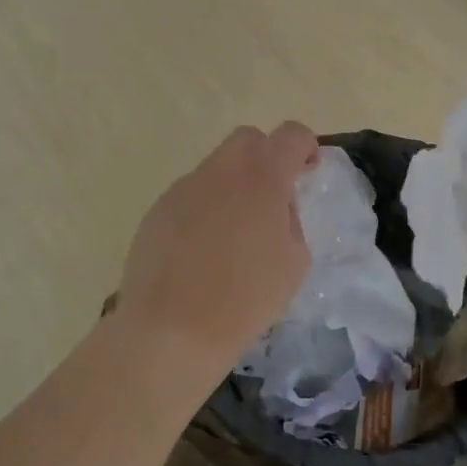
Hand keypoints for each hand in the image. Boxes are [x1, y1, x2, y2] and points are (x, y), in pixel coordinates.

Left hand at [114, 122, 320, 369]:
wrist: (172, 330)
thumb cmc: (246, 298)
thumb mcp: (295, 262)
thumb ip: (291, 220)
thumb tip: (276, 207)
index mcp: (263, 178)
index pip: (291, 135)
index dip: (305, 146)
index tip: (308, 171)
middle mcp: (222, 171)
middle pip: (248, 139)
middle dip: (266, 156)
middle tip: (272, 196)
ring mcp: (185, 187)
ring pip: (217, 167)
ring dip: (233, 184)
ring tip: (234, 233)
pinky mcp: (158, 209)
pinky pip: (191, 194)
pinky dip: (205, 208)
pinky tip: (202, 249)